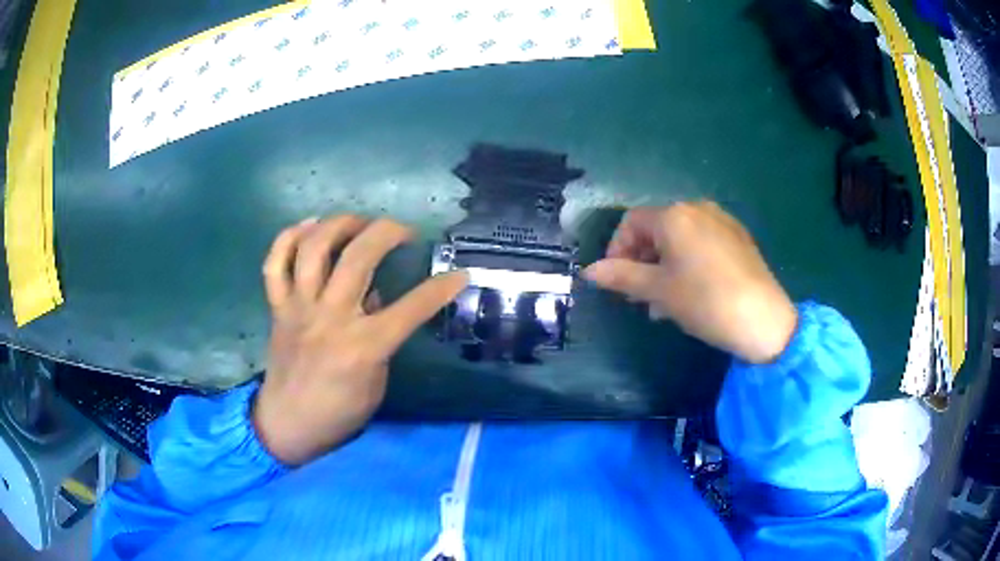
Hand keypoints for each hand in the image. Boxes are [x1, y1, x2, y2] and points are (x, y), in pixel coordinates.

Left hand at [254, 216, 467, 464]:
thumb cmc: (339, 413)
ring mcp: (299, 308)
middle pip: (358, 258)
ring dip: (339, 224)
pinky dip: (289, 237)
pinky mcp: (277, 307)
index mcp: (362, 347)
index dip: (441, 288)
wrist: (288, 424)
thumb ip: (379, 337)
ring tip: (357, 222)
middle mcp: (330, 318)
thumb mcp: (375, 382)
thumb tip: (375, 296)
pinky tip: (309, 227)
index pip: (411, 308)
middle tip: (402, 231)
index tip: (460, 274)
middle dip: (388, 232)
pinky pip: (275, 263)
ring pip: (314, 248)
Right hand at [583, 201, 796, 363]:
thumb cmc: (705, 301)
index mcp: (674, 215)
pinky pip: (702, 243)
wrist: (764, 318)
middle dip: (642, 261)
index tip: (616, 282)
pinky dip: (688, 262)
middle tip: (639, 296)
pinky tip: (692, 292)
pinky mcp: (738, 237)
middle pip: (656, 229)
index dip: (617, 250)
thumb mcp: (658, 291)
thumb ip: (621, 276)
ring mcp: (721, 221)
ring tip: (664, 302)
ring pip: (680, 239)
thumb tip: (588, 271)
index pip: (631, 223)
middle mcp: (697, 208)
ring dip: (664, 266)